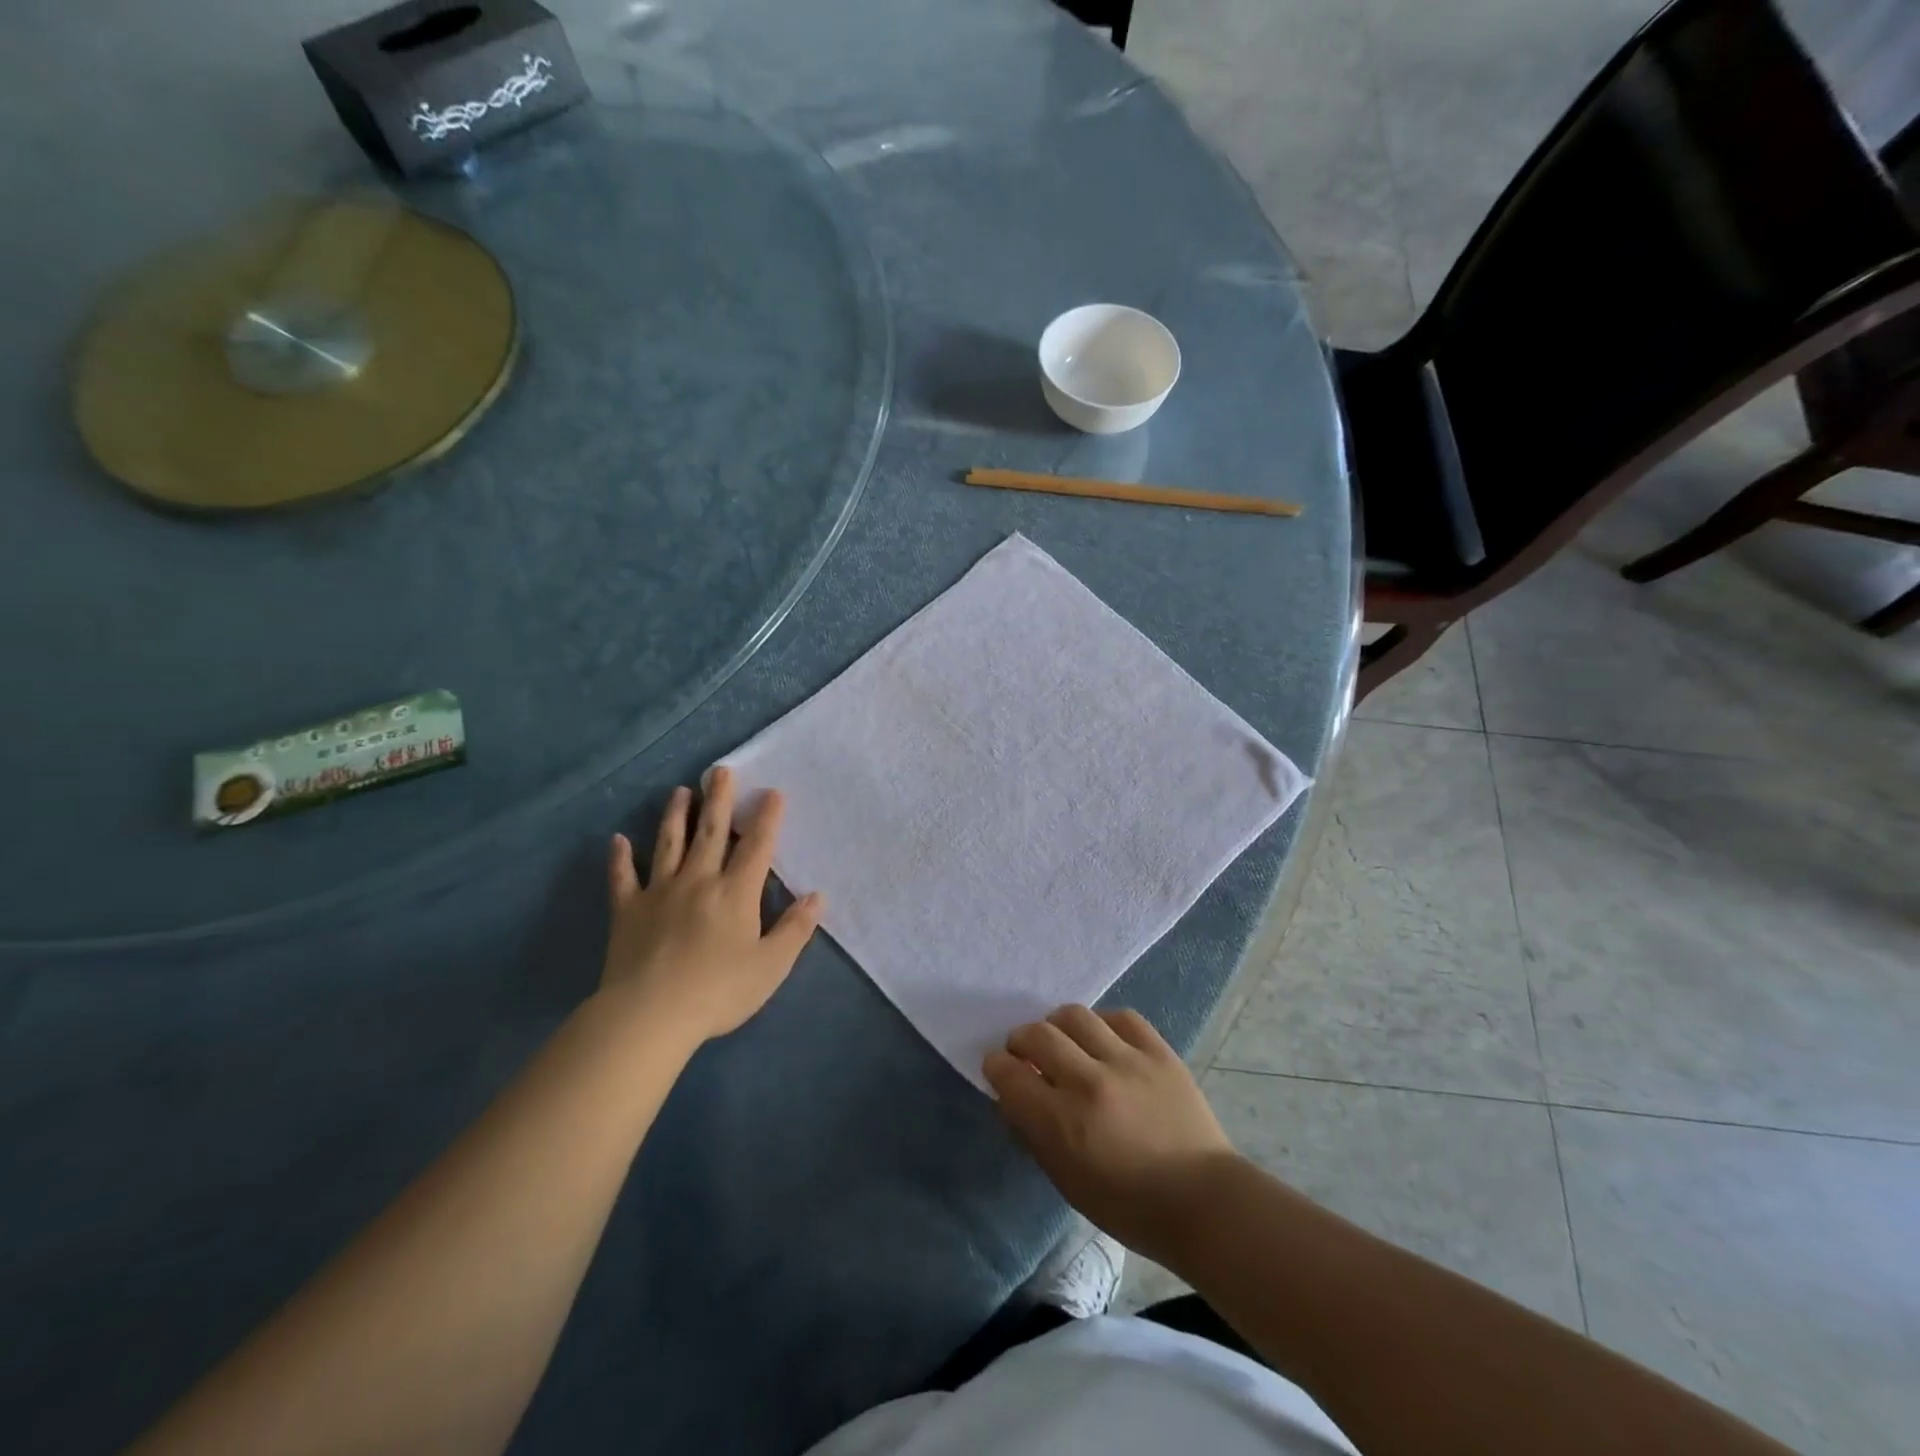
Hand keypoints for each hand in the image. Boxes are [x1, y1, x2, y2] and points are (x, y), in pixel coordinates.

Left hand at [600, 767, 823, 1045]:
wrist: (650, 1014)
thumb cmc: (718, 991)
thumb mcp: (771, 965)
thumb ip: (795, 929)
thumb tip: (817, 896)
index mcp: (736, 892)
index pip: (756, 846)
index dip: (766, 818)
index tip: (771, 791)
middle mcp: (699, 880)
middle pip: (710, 833)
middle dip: (718, 800)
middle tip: (719, 771)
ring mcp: (659, 892)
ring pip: (669, 844)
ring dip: (675, 816)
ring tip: (679, 791)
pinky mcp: (627, 910)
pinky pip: (623, 878)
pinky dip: (620, 859)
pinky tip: (618, 840)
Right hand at [985, 1006, 1240, 1266]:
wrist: (1203, 1202)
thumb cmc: (1129, 1206)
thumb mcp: (1067, 1181)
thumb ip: (1034, 1133)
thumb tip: (1013, 1096)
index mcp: (1062, 1123)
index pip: (1010, 1074)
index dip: (996, 1066)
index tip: (998, 1067)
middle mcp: (1090, 1082)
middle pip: (1038, 1035)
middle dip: (1021, 1040)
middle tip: (1024, 1051)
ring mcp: (1127, 1061)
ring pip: (1075, 1016)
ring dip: (1058, 1025)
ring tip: (1063, 1041)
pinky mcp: (1158, 1051)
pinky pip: (1120, 1017)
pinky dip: (1102, 1024)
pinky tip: (1102, 1040)